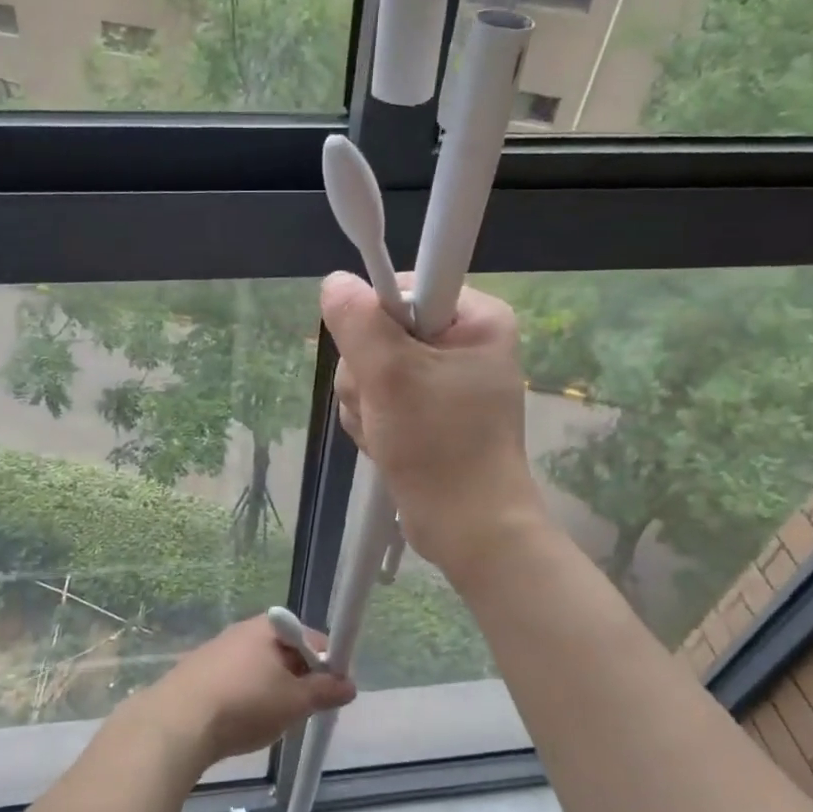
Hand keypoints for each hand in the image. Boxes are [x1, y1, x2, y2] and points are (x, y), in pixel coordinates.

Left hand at [138, 614, 354, 770]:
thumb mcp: (295, 701)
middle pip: (285, 651)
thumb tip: (349, 685)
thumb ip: (325, 691)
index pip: (312, 637)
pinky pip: (236, 681)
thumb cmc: (245, 704)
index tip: (332, 692)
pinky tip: (243, 723)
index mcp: (269, 627)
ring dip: (273, 691)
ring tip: (274, 721)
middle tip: (305, 710)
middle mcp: (242, 631)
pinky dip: (247, 698)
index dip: (328, 663)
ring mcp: (217, 650)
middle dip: (300, 679)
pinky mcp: (197, 673)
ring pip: (259, 669)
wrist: (177, 724)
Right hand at [322, 271, 548, 586]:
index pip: (405, 287)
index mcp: (476, 318)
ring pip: (373, 368)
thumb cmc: (440, 447)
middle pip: (381, 330)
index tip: (373, 357)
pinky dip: (375, 421)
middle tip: (383, 407)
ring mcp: (444, 380)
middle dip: (368, 374)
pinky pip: (380, 398)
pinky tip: (386, 444)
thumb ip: (360, 324)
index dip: (375, 319)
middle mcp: (463, 342)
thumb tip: (336, 282)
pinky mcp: (429, 411)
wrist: (469, 529)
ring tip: (388, 433)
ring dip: (367, 403)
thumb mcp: (393, 377)